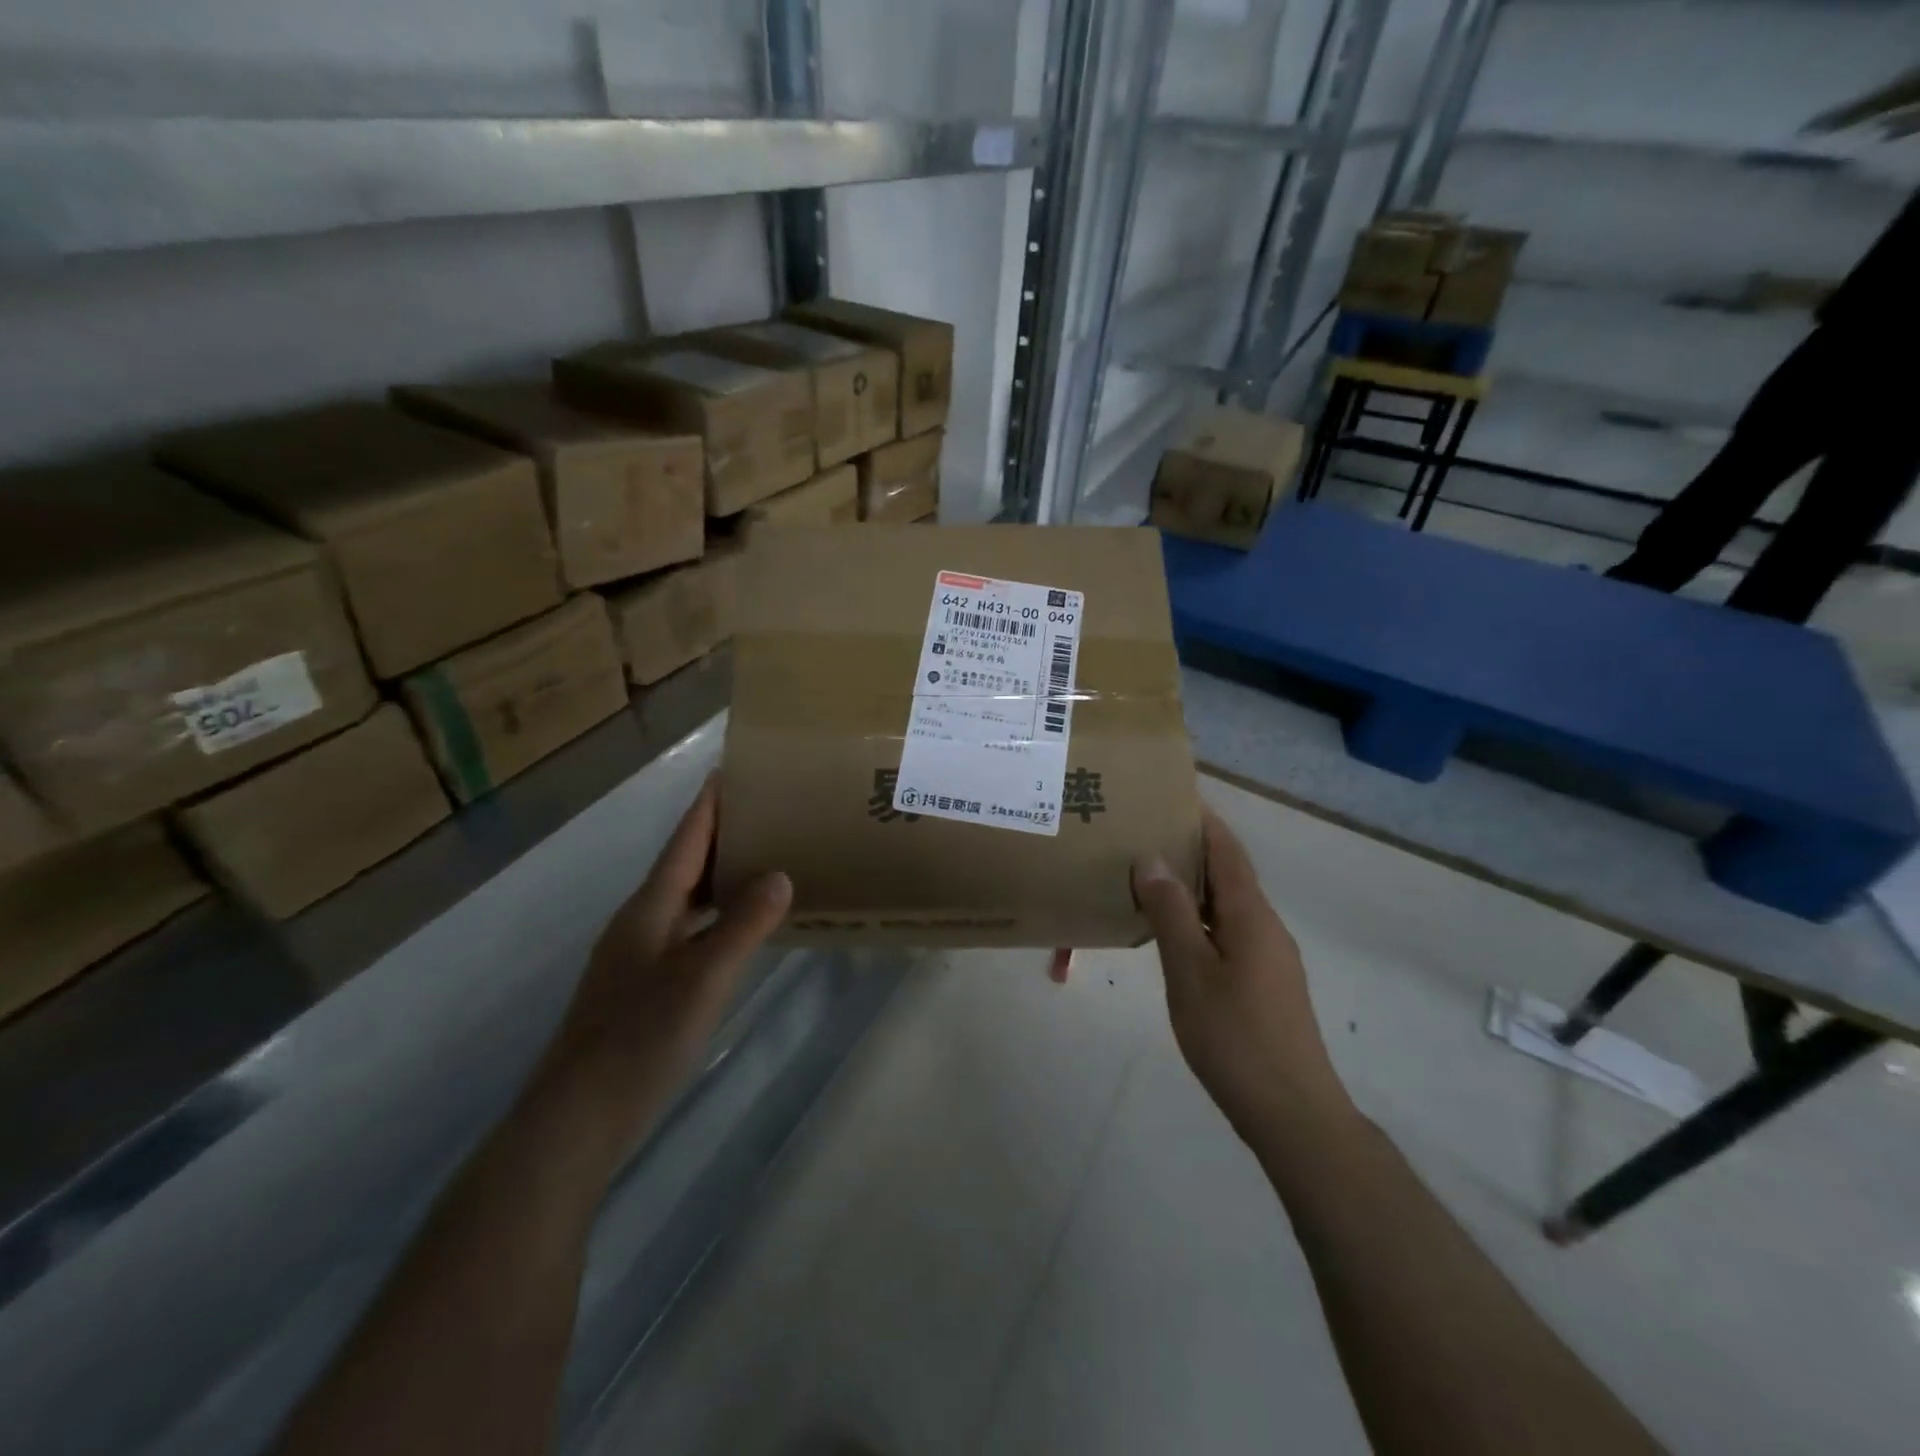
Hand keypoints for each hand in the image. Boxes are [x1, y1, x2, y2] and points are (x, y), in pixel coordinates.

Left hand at [532, 777, 791, 1156]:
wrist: (577, 1119)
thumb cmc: (640, 1038)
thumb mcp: (703, 977)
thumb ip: (744, 924)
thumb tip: (779, 875)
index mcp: (650, 907)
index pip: (686, 840)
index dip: (709, 804)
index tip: (732, 768)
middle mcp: (641, 922)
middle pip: (685, 864)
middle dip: (722, 834)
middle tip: (768, 811)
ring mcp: (639, 956)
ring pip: (687, 899)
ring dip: (721, 876)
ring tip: (765, 859)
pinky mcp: (644, 987)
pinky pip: (689, 931)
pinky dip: (718, 917)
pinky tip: (741, 929)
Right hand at [1133, 806, 1350, 1146]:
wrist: (1293, 1114)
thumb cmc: (1235, 1037)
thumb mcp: (1191, 972)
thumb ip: (1171, 913)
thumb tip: (1152, 858)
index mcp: (1251, 916)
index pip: (1227, 850)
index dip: (1203, 819)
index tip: (1171, 795)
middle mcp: (1266, 927)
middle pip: (1229, 873)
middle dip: (1192, 848)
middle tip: (1144, 833)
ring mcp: (1269, 957)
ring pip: (1228, 905)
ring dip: (1194, 885)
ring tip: (1149, 875)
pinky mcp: (1265, 983)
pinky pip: (1228, 931)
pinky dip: (1199, 916)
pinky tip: (1171, 931)